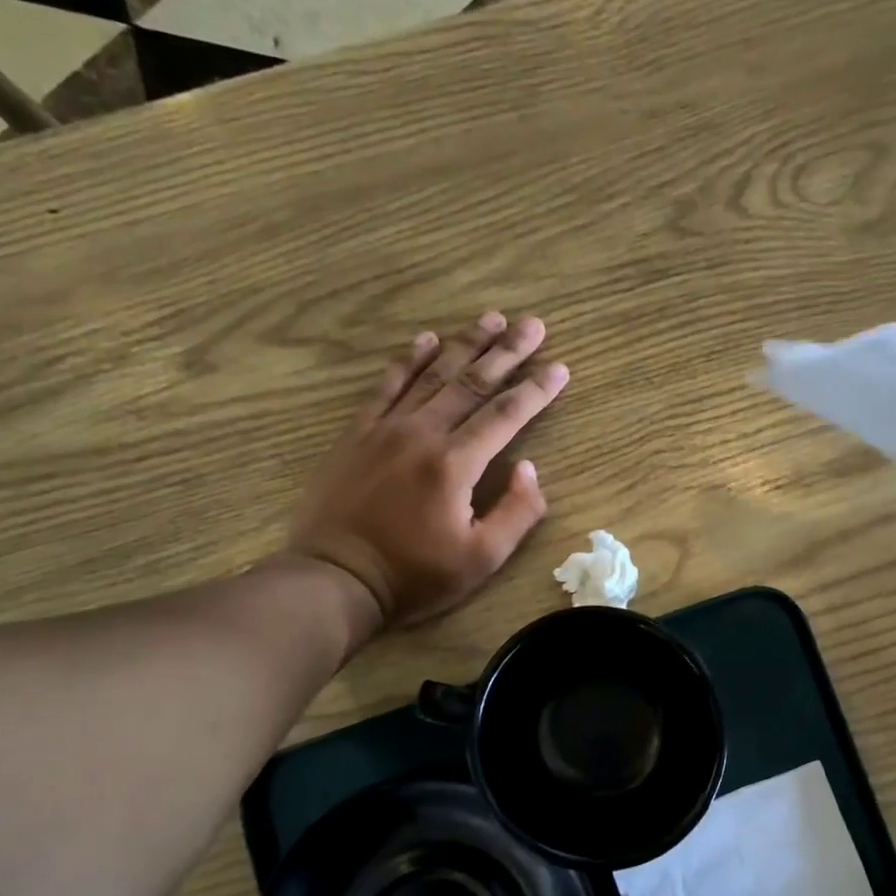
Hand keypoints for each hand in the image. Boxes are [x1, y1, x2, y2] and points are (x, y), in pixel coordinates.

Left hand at [288, 314, 568, 626]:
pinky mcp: (358, 434)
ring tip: (491, 318)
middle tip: (533, 324)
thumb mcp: (481, 559)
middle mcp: (423, 434)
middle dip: (507, 351)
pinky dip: (408, 361)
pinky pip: (387, 387)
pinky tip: (425, 340)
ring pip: (433, 375)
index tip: (560, 366)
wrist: (335, 578)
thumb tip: (529, 469)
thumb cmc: (414, 575)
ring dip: (465, 344)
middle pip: (473, 383)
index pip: (506, 415)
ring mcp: (386, 429)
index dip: (536, 390)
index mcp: (456, 464)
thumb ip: (516, 512)